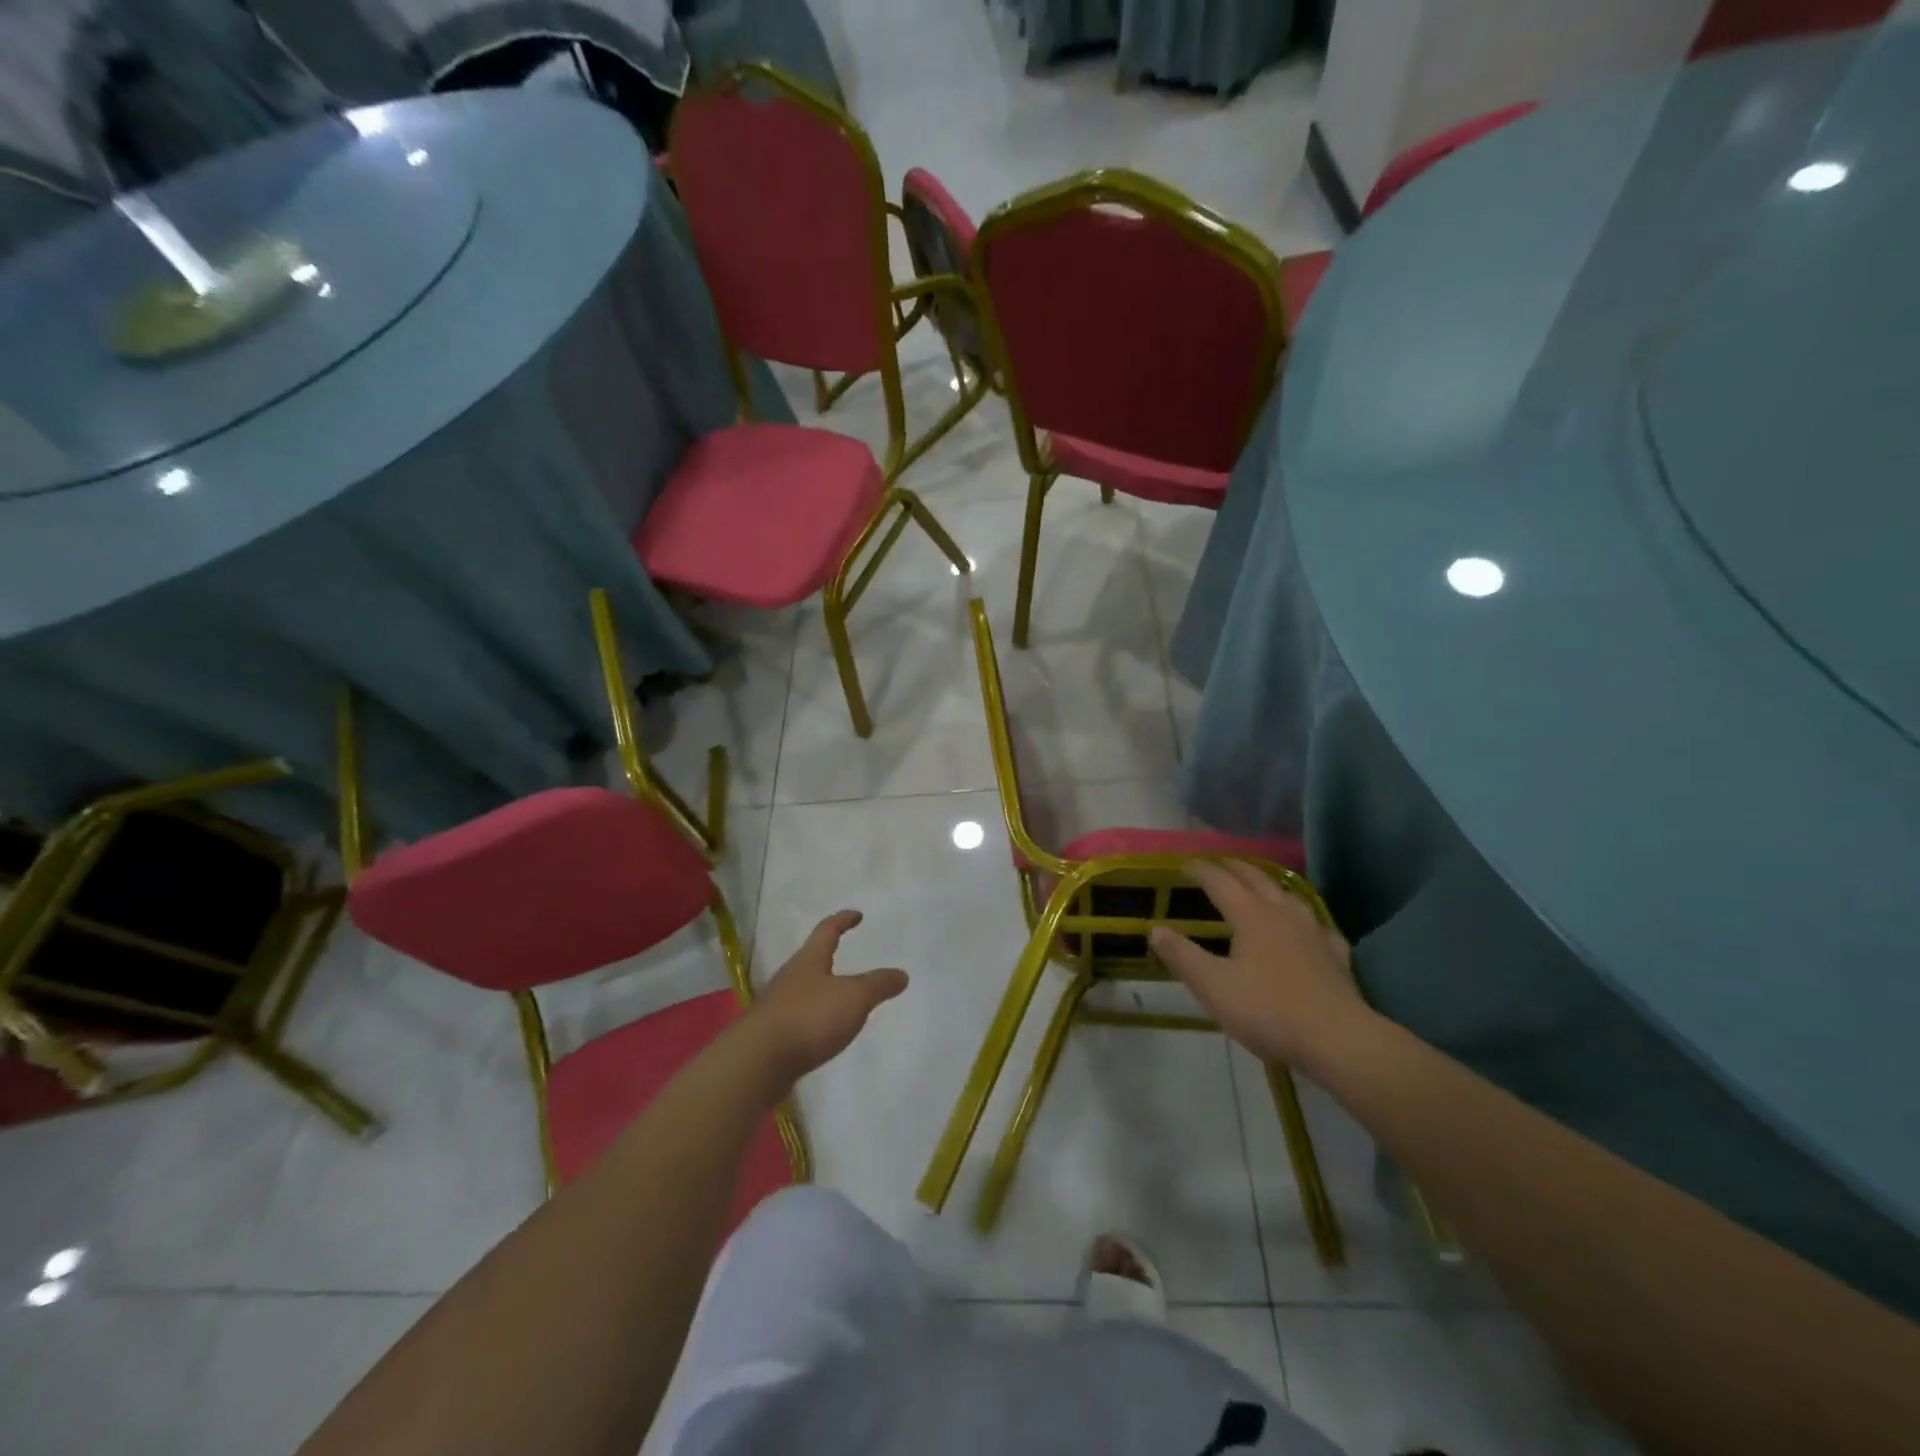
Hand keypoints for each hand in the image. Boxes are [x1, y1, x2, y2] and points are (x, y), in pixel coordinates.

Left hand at [750, 910, 906, 1083]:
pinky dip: (814, 1017)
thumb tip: (901, 973)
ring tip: (839, 997)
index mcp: (809, 960)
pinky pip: (799, 1016)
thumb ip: (878, 984)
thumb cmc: (809, 1018)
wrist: (758, 1062)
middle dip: (828, 956)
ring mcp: (778, 1006)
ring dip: (821, 989)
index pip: (827, 930)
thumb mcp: (854, 997)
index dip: (843, 920)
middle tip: (846, 956)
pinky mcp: (772, 1034)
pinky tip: (823, 1031)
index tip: (856, 915)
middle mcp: (791, 977)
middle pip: (811, 959)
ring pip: (804, 989)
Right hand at [1150, 860, 1373, 1075]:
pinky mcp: (1335, 953)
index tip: (1182, 864)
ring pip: (1286, 893)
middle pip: (1254, 878)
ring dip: (1265, 882)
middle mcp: (1282, 912)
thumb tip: (1155, 929)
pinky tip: (1305, 925)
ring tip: (1256, 883)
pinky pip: (1314, 921)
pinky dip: (1300, 914)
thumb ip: (1182, 956)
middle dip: (1231, 866)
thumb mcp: (1213, 987)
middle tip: (1214, 862)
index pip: (1219, 881)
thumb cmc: (1268, 1011)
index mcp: (1251, 915)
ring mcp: (1313, 930)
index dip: (1199, 870)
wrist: (1339, 1040)